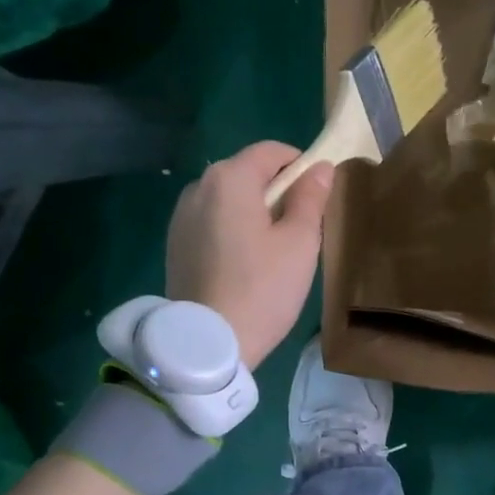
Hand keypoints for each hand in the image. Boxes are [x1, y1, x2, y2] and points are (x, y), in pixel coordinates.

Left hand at [166, 142, 334, 370]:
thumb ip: (311, 198)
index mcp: (230, 178)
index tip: (317, 197)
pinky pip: (211, 223)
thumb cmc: (263, 289)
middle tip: (298, 231)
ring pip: (227, 200)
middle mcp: (198, 187)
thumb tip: (320, 168)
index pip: (271, 151)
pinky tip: (243, 266)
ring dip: (252, 213)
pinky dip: (230, 231)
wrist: (209, 342)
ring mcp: (181, 217)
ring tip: (270, 253)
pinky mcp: (174, 245)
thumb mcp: (300, 242)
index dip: (299, 166)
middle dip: (275, 191)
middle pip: (246, 174)